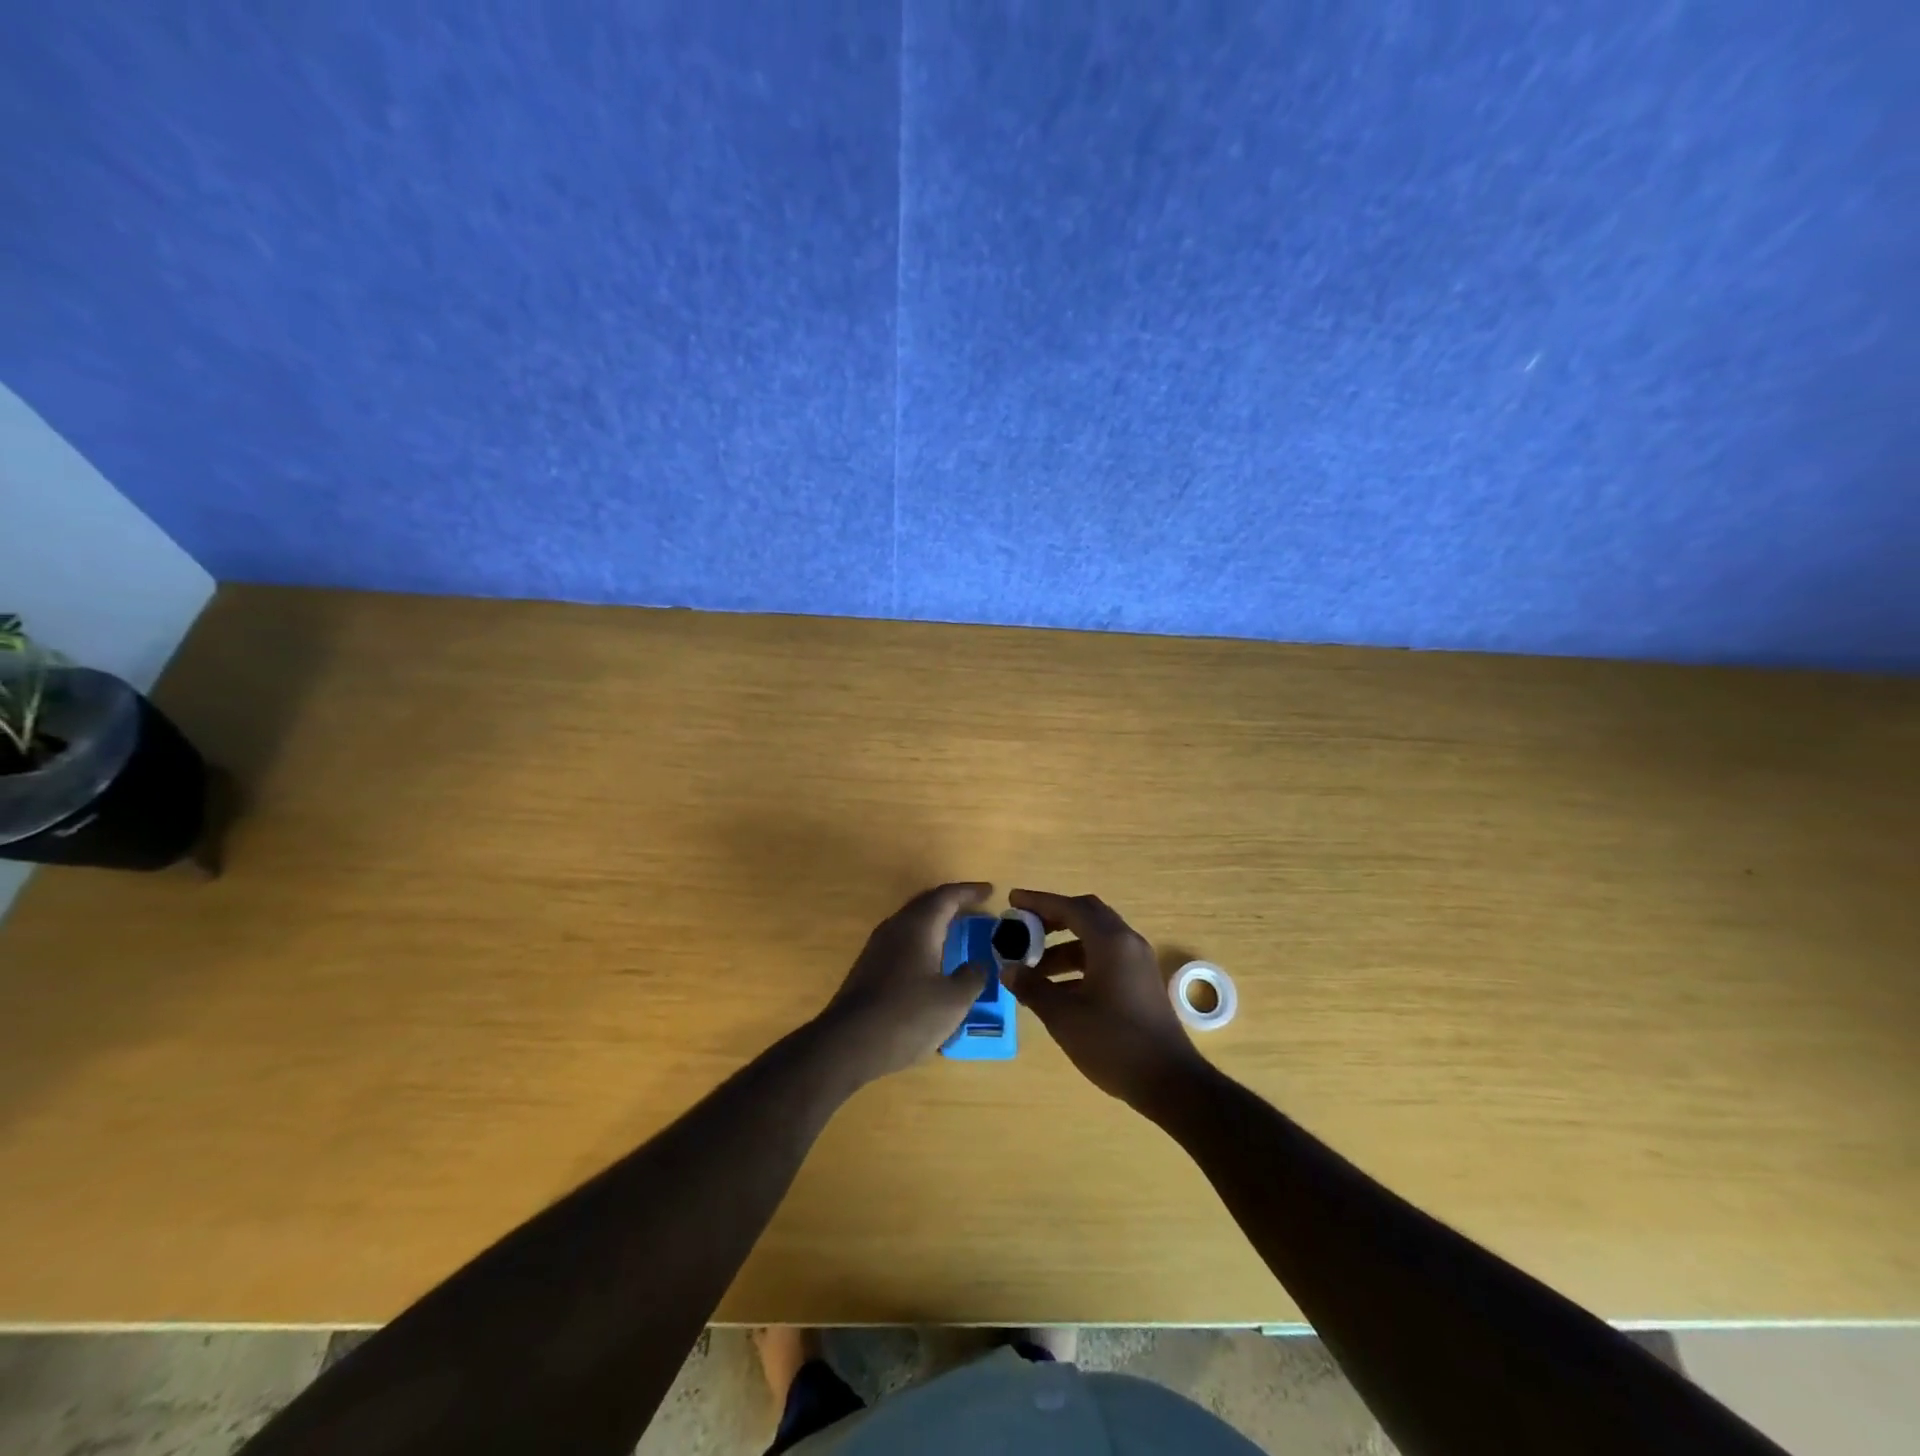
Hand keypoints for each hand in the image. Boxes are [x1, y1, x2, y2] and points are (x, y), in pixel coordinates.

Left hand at [818, 882, 993, 1082]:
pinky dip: (922, 941)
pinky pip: (902, 941)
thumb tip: (979, 964)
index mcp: (919, 926)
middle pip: (926, 904)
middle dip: (952, 903)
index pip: (947, 896)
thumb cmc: (907, 1015)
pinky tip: (931, 962)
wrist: (847, 1043)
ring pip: (912, 922)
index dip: (970, 892)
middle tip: (974, 908)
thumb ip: (972, 977)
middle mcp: (896, 927)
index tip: (990, 891)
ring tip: (956, 932)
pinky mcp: (868, 968)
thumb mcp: (953, 1001)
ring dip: (935, 922)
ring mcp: (878, 947)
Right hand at [1000, 889, 1203, 1109]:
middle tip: (1023, 929)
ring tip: (1032, 969)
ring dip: (1063, 946)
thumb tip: (1008, 969)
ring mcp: (1138, 963)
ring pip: (1095, 939)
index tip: (1013, 901)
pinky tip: (1058, 989)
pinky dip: (1079, 964)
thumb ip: (1032, 987)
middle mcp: (1127, 943)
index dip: (1039, 902)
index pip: (1070, 907)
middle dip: (1052, 919)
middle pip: (1086, 916)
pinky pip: (1105, 958)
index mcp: (1110, 941)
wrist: (1170, 1082)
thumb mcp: (1064, 1016)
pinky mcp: (1141, 983)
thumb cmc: (1113, 1042)